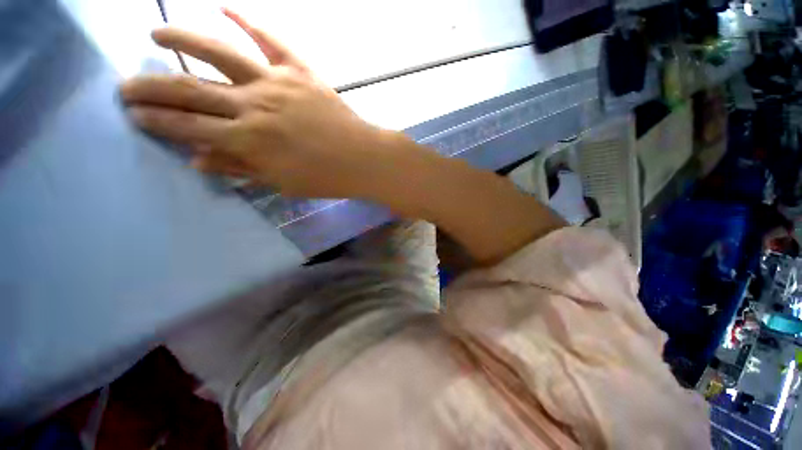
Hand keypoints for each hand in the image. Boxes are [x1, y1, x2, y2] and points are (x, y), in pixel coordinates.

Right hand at [121, 9, 394, 197]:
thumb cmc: (327, 178)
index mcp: (248, 140)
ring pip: (218, 53)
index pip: (188, 128)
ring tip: (154, 34)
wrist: (364, 160)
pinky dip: (248, 20)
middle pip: (190, 90)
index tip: (133, 115)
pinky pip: (271, 40)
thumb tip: (197, 159)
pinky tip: (226, 6)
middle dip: (151, 88)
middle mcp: (253, 105)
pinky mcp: (301, 72)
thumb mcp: (282, 183)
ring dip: (182, 39)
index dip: (157, 121)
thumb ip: (240, 169)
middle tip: (123, 85)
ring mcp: (277, 83)